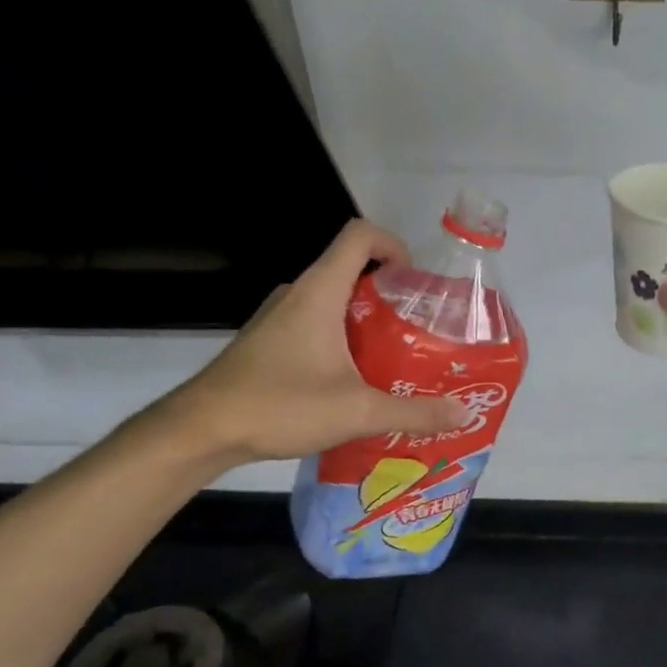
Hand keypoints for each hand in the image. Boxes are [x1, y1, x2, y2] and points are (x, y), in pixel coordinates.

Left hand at [157, 220, 466, 464]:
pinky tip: (353, 383)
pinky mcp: (267, 342)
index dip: (393, 245)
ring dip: (365, 323)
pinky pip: (314, 326)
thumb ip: (414, 411)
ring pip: (332, 303)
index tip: (416, 281)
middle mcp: (297, 294)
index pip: (359, 236)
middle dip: (390, 296)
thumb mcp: (359, 411)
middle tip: (419, 332)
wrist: (203, 429)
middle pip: (351, 271)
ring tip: (394, 361)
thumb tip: (464, 413)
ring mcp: (278, 318)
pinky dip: (340, 342)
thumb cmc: (281, 405)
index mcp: (320, 292)